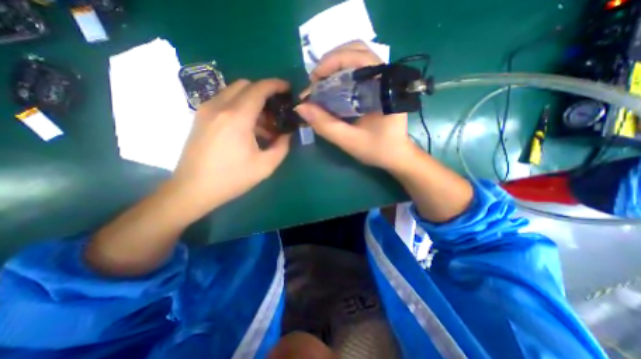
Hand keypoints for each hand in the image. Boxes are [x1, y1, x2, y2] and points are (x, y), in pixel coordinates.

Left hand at [170, 79, 291, 209]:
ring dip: (252, 101)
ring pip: (234, 92)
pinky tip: (247, 128)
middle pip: (245, 85)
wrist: (193, 189)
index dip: (276, 85)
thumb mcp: (265, 166)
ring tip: (264, 123)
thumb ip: (282, 146)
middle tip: (276, 110)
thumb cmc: (232, 178)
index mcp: (237, 117)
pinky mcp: (201, 117)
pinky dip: (240, 106)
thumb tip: (287, 134)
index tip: (288, 89)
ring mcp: (206, 110)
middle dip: (264, 92)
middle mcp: (219, 106)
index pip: (259, 89)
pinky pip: (224, 101)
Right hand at [295, 40, 415, 170]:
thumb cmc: (377, 149)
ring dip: (335, 66)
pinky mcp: (378, 85)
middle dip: (330, 62)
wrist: (396, 155)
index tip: (314, 81)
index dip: (332, 62)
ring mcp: (383, 79)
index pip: (358, 56)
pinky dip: (341, 73)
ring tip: (321, 84)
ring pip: (356, 57)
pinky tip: (332, 88)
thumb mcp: (349, 140)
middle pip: (356, 50)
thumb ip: (325, 125)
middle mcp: (386, 76)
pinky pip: (358, 69)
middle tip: (316, 82)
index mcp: (383, 87)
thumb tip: (301, 107)